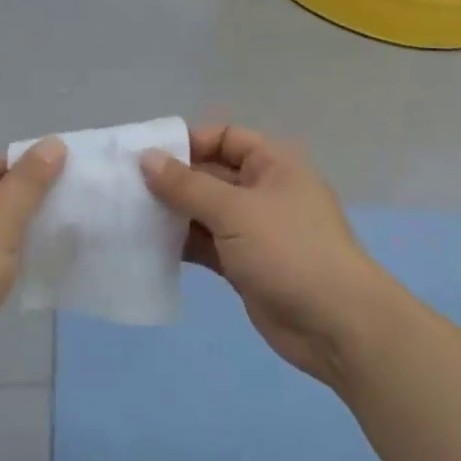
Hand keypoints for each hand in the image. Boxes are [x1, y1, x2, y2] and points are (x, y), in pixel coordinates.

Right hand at [140, 127, 400, 389]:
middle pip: (211, 174)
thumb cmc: (289, 251)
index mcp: (272, 164)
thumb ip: (187, 185)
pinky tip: (148, 246)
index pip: (224, 137)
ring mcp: (254, 229)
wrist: (335, 323)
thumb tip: (146, 157)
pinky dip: (182, 243)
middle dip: (172, 181)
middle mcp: (263, 190)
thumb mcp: (235, 211)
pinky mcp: (244, 264)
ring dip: (172, 214)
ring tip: (128, 217)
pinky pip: (207, 244)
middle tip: (125, 189)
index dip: (187, 143)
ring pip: (205, 212)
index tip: (146, 158)